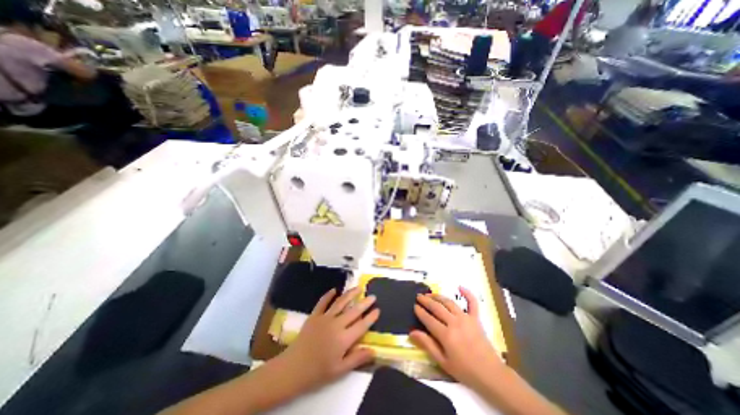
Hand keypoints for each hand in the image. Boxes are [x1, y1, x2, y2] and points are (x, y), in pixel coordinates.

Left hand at [280, 289, 378, 391]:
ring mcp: (325, 318)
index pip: (362, 325)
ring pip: (340, 302)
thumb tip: (374, 351)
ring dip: (350, 294)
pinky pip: (322, 302)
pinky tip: (334, 290)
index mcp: (344, 339)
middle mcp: (336, 324)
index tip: (378, 309)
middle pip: (354, 311)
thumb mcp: (340, 370)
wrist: (293, 368)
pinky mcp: (314, 315)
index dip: (371, 317)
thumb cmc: (318, 372)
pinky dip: (328, 295)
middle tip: (373, 296)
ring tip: (358, 288)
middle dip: (365, 303)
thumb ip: (357, 359)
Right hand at [407, 287, 505, 390]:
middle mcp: (454, 322)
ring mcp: (466, 318)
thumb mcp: (443, 361)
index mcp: (446, 335)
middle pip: (437, 307)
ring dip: (438, 296)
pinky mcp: (476, 318)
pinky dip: (467, 294)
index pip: (428, 318)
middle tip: (419, 296)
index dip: (420, 311)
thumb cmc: (465, 370)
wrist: (490, 374)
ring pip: (449, 302)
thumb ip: (427, 344)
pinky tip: (461, 287)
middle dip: (426, 300)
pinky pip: (472, 303)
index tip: (414, 306)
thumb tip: (412, 332)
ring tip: (430, 294)